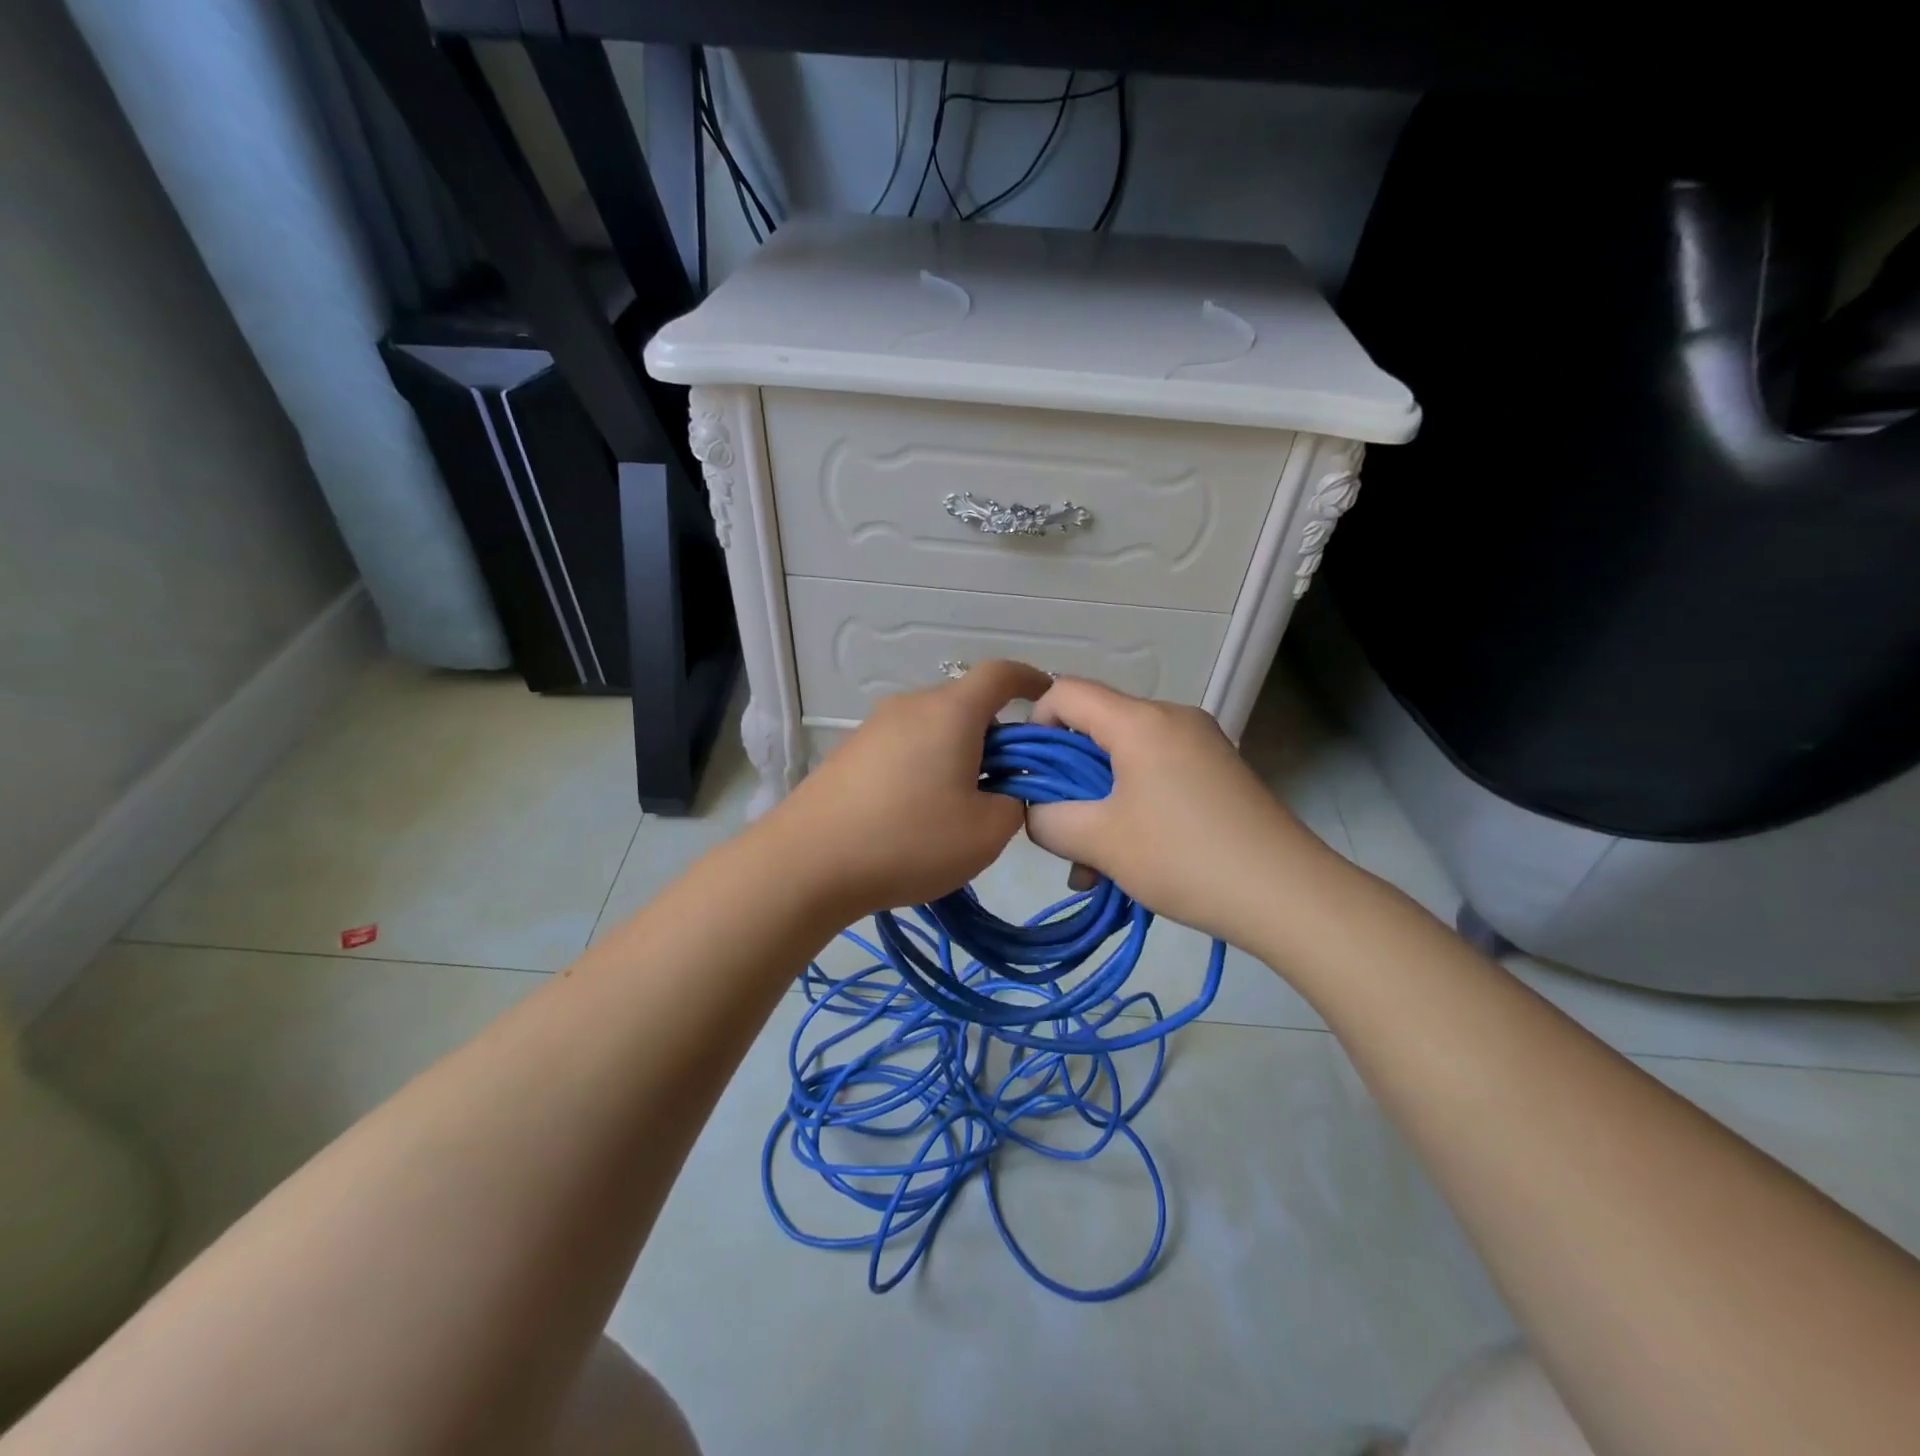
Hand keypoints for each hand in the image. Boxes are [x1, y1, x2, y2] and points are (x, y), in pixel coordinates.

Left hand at [763, 660, 1055, 919]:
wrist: (808, 862)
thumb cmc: (908, 839)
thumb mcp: (985, 833)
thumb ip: (1014, 804)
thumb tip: (1004, 791)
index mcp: (951, 712)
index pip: (1000, 674)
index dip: (1030, 680)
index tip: (1047, 697)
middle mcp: (911, 706)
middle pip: (966, 704)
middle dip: (996, 734)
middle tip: (1009, 782)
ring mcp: (874, 728)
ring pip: (934, 728)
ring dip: (959, 754)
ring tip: (961, 805)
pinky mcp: (850, 753)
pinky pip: (904, 747)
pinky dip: (926, 766)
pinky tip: (917, 813)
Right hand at [1024, 678, 1331, 948]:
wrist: (1288, 894)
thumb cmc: (1184, 857)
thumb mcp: (1100, 842)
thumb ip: (1048, 820)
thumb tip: (1037, 813)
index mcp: (1140, 720)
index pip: (1065, 691)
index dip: (1033, 724)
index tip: (1027, 774)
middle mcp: (1171, 718)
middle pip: (1095, 728)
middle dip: (1065, 779)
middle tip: (1057, 830)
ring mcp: (1199, 744)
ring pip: (1124, 760)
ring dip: (1097, 804)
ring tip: (1092, 867)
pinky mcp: (1217, 773)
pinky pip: (1155, 776)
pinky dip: (1130, 808)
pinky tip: (1126, 860)